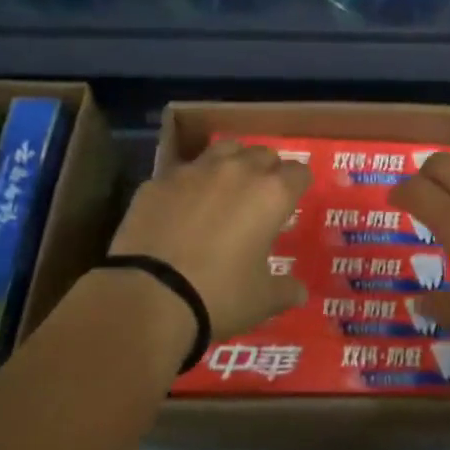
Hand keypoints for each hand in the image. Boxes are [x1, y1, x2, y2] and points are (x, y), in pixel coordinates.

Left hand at [107, 140, 310, 340]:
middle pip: (262, 153)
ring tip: (225, 186)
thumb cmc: (219, 296)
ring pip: (223, 149)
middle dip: (267, 169)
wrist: (150, 297)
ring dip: (231, 163)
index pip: (298, 172)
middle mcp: (236, 171)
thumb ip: (285, 290)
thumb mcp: (262, 300)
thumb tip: (300, 292)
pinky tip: (182, 206)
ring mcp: (194, 171)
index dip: (299, 184)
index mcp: (270, 194)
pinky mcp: (159, 181)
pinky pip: (182, 172)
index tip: (293, 199)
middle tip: (261, 195)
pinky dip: (189, 184)